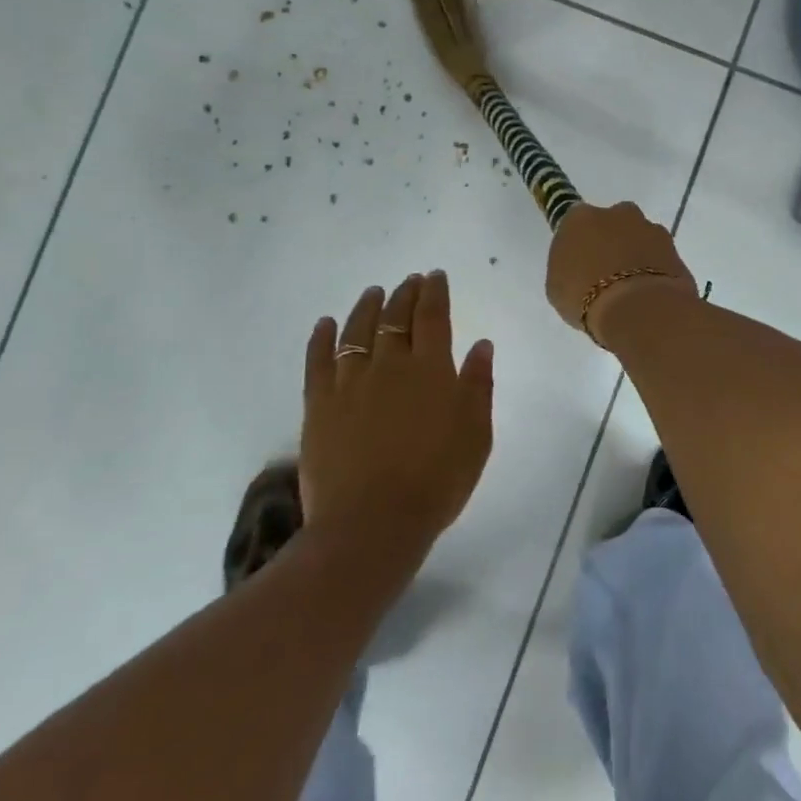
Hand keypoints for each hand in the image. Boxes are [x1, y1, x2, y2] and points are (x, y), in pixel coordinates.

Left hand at [301, 272, 493, 559]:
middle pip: (396, 318)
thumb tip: (482, 344)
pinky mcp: (319, 405)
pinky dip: (320, 339)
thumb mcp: (476, 435)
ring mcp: (350, 383)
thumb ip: (478, 386)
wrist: (373, 523)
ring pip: (357, 331)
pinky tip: (324, 324)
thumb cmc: (437, 481)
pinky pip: (317, 361)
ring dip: (367, 307)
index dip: (434, 293)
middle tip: (410, 281)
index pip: (432, 317)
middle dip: (404, 294)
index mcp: (431, 370)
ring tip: (373, 292)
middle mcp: (390, 365)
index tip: (434, 276)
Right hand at [545, 202, 697, 348]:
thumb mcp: (558, 286)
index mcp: (580, 218)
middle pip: (612, 224)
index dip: (580, 243)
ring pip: (639, 238)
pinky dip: (655, 269)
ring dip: (636, 255)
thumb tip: (581, 264)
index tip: (580, 263)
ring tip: (631, 289)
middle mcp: (617, 213)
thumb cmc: (586, 297)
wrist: (639, 308)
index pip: (576, 223)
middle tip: (607, 274)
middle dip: (611, 242)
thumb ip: (568, 266)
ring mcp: (650, 228)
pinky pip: (659, 257)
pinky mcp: (675, 248)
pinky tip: (649, 293)